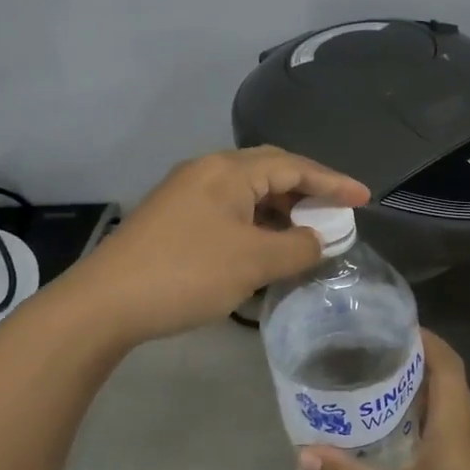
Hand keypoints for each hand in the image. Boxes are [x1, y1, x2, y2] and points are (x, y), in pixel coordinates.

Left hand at [63, 146, 369, 346]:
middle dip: (307, 192)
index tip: (365, 198)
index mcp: (228, 171)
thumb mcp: (253, 262)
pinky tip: (264, 249)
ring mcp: (185, 194)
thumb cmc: (186, 274)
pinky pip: (228, 211)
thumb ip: (298, 247)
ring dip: (280, 211)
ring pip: (247, 193)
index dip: (333, 181)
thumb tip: (319, 240)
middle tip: (335, 215)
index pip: (293, 165)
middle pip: (270, 172)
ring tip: (305, 235)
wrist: (105, 303)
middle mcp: (206, 171)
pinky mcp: (173, 218)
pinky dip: (255, 225)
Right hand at [298, 332, 469, 469]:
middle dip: (413, 361)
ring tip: (377, 390)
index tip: (389, 327)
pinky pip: (454, 428)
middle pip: (448, 378)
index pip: (446, 360)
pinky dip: (429, 419)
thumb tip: (304, 453)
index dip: (423, 337)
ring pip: (451, 404)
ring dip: (420, 392)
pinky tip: (400, 437)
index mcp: (455, 422)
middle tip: (370, 357)